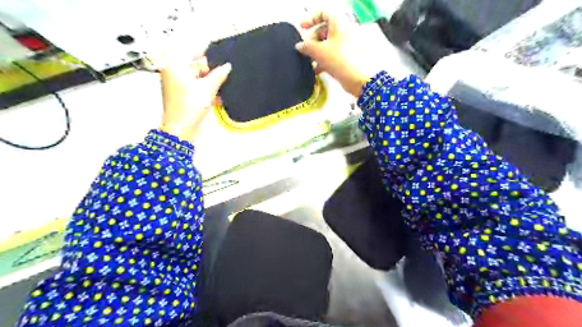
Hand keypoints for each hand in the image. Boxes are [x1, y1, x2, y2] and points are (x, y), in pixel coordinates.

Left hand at [158, 57, 232, 141]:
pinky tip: (218, 97)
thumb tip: (228, 66)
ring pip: (198, 79)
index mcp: (175, 66)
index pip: (192, 51)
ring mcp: (177, 85)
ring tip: (224, 86)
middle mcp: (174, 73)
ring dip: (211, 83)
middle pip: (195, 66)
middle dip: (211, 71)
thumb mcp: (208, 88)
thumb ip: (219, 75)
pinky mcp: (183, 96)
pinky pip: (196, 88)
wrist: (181, 128)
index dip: (207, 51)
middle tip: (226, 72)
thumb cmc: (191, 105)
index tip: (220, 51)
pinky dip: (206, 91)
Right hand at [297, 12, 369, 97]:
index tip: (302, 27)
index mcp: (338, 24)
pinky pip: (331, 55)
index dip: (311, 18)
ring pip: (326, 44)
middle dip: (312, 40)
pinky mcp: (345, 58)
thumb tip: (299, 45)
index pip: (323, 13)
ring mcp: (344, 45)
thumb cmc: (340, 60)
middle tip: (305, 50)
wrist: (358, 79)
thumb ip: (306, 46)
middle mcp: (342, 32)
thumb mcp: (319, 51)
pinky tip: (316, 69)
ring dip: (316, 52)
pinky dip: (322, 60)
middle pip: (323, 30)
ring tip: (309, 61)